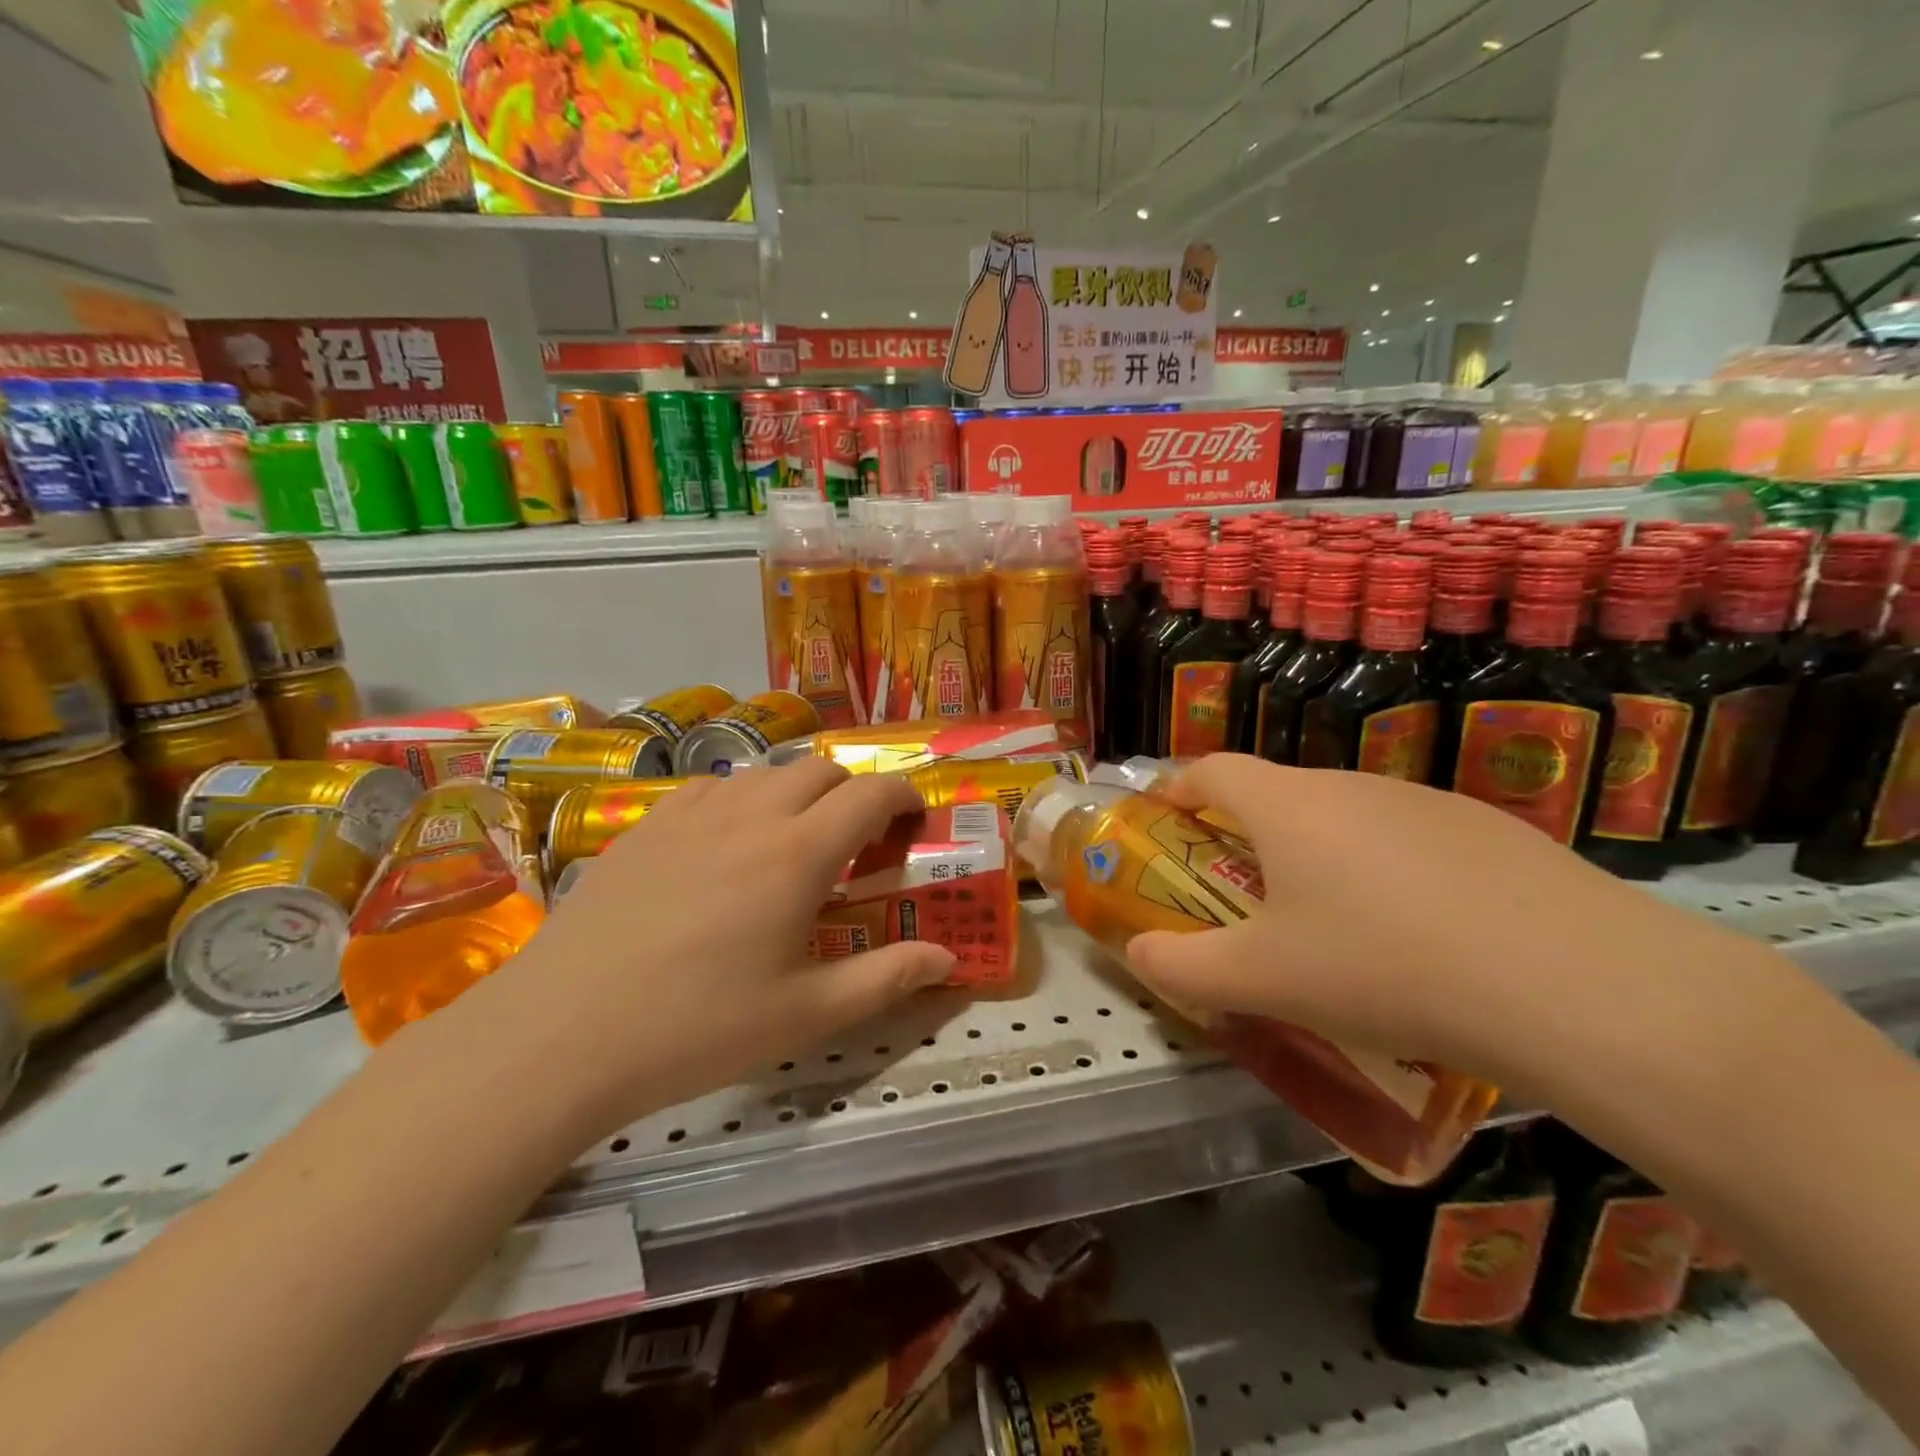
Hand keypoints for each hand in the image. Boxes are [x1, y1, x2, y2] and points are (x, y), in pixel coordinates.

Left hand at [453, 761, 954, 1132]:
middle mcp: (749, 816)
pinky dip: (741, 799)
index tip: (915, 819)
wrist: (560, 1034)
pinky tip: (726, 845)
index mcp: (797, 854)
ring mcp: (690, 815)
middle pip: (820, 769)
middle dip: (853, 792)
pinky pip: (710, 788)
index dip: (903, 796)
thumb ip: (886, 979)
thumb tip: (948, 961)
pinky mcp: (644, 826)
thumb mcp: (805, 1014)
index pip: (869, 794)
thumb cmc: (695, 1028)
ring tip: (794, 842)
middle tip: (858, 842)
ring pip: (764, 772)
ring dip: (798, 792)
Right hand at [1123, 754, 1766, 1096]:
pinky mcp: (1493, 831)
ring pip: (1347, 817)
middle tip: (1244, 892)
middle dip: (1247, 833)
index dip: (1178, 787)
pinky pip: (1410, 840)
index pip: (1212, 770)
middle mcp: (1352, 786)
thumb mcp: (1263, 980)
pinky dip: (1387, 872)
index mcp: (1288, 807)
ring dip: (1319, 853)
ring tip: (1333, 923)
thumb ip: (1182, 967)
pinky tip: (1420, 936)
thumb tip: (1137, 953)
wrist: (1580, 988)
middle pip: (1279, 793)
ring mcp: (1428, 802)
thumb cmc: (1384, 967)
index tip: (1164, 817)